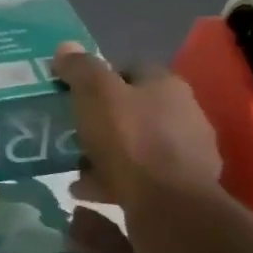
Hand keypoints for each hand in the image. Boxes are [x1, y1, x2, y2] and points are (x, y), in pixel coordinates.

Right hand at [53, 42, 220, 204]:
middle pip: (134, 109)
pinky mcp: (181, 186)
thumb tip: (65, 47)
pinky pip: (140, 177)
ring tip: (75, 165)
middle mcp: (184, 113)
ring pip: (136, 145)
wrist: (168, 205)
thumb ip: (80, 69)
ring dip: (107, 153)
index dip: (99, 79)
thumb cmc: (131, 140)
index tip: (74, 94)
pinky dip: (114, 180)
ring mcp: (187, 153)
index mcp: (166, 85)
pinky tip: (89, 190)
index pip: (130, 69)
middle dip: (102, 119)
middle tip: (73, 131)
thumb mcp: (96, 94)